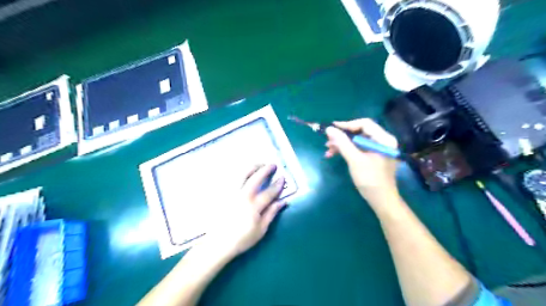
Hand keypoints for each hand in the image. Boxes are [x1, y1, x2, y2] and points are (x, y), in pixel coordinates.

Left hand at [203, 164, 285, 257]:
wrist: (218, 244)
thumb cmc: (242, 239)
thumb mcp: (261, 230)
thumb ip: (272, 213)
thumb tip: (283, 201)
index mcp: (254, 206)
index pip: (269, 192)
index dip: (277, 184)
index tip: (282, 177)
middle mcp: (243, 196)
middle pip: (255, 178)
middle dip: (265, 169)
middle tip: (272, 165)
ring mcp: (231, 193)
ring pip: (242, 175)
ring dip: (252, 167)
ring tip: (258, 164)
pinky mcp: (223, 194)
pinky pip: (231, 178)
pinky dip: (239, 172)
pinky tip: (243, 171)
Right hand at [326, 120, 399, 207]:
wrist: (381, 200)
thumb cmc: (370, 179)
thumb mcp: (355, 160)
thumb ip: (342, 143)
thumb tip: (329, 129)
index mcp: (383, 139)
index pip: (365, 124)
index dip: (347, 124)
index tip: (332, 128)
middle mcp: (382, 141)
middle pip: (359, 132)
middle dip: (342, 137)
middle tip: (327, 141)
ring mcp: (377, 149)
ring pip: (356, 140)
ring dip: (341, 144)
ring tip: (328, 150)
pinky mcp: (372, 156)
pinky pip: (357, 148)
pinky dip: (346, 150)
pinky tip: (333, 154)